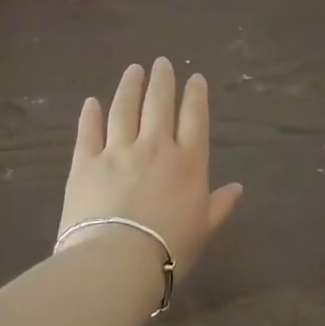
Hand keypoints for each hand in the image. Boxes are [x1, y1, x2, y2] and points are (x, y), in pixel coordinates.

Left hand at [58, 59, 242, 284]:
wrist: (116, 263)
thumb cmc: (168, 250)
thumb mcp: (203, 229)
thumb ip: (219, 205)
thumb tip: (238, 188)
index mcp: (188, 162)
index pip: (195, 117)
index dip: (196, 95)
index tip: (195, 78)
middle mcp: (155, 147)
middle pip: (159, 104)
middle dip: (162, 80)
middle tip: (162, 62)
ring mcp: (118, 151)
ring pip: (124, 109)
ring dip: (130, 87)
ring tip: (133, 70)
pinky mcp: (86, 163)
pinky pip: (89, 132)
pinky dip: (90, 115)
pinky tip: (91, 102)